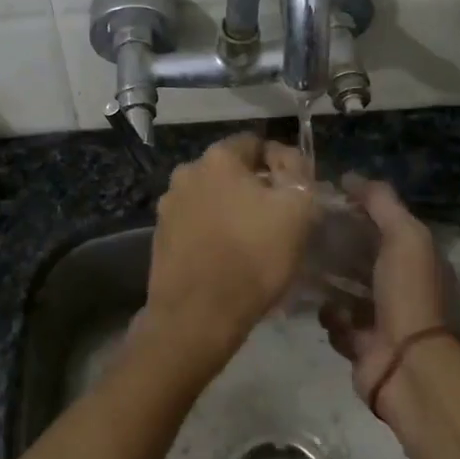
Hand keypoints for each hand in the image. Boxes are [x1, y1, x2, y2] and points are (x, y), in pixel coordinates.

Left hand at [143, 133, 316, 379]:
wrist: (197, 315)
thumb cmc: (254, 256)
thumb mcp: (298, 209)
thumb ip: (299, 173)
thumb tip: (288, 158)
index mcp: (218, 157)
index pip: (256, 143)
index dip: (281, 164)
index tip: (296, 192)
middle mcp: (186, 171)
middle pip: (231, 171)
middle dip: (254, 188)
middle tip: (278, 218)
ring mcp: (168, 204)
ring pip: (212, 198)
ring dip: (231, 210)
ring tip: (252, 241)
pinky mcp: (160, 235)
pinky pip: (196, 224)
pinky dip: (212, 232)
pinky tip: (227, 256)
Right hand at [321, 175, 447, 408]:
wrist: (405, 362)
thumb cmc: (408, 292)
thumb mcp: (404, 235)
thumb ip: (381, 202)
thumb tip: (350, 176)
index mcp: (419, 261)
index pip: (386, 227)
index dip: (360, 212)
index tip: (328, 202)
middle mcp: (403, 288)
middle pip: (363, 258)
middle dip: (338, 247)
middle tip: (307, 234)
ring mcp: (382, 319)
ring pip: (346, 290)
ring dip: (328, 282)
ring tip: (304, 267)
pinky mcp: (360, 345)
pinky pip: (337, 323)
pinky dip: (331, 317)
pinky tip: (329, 312)